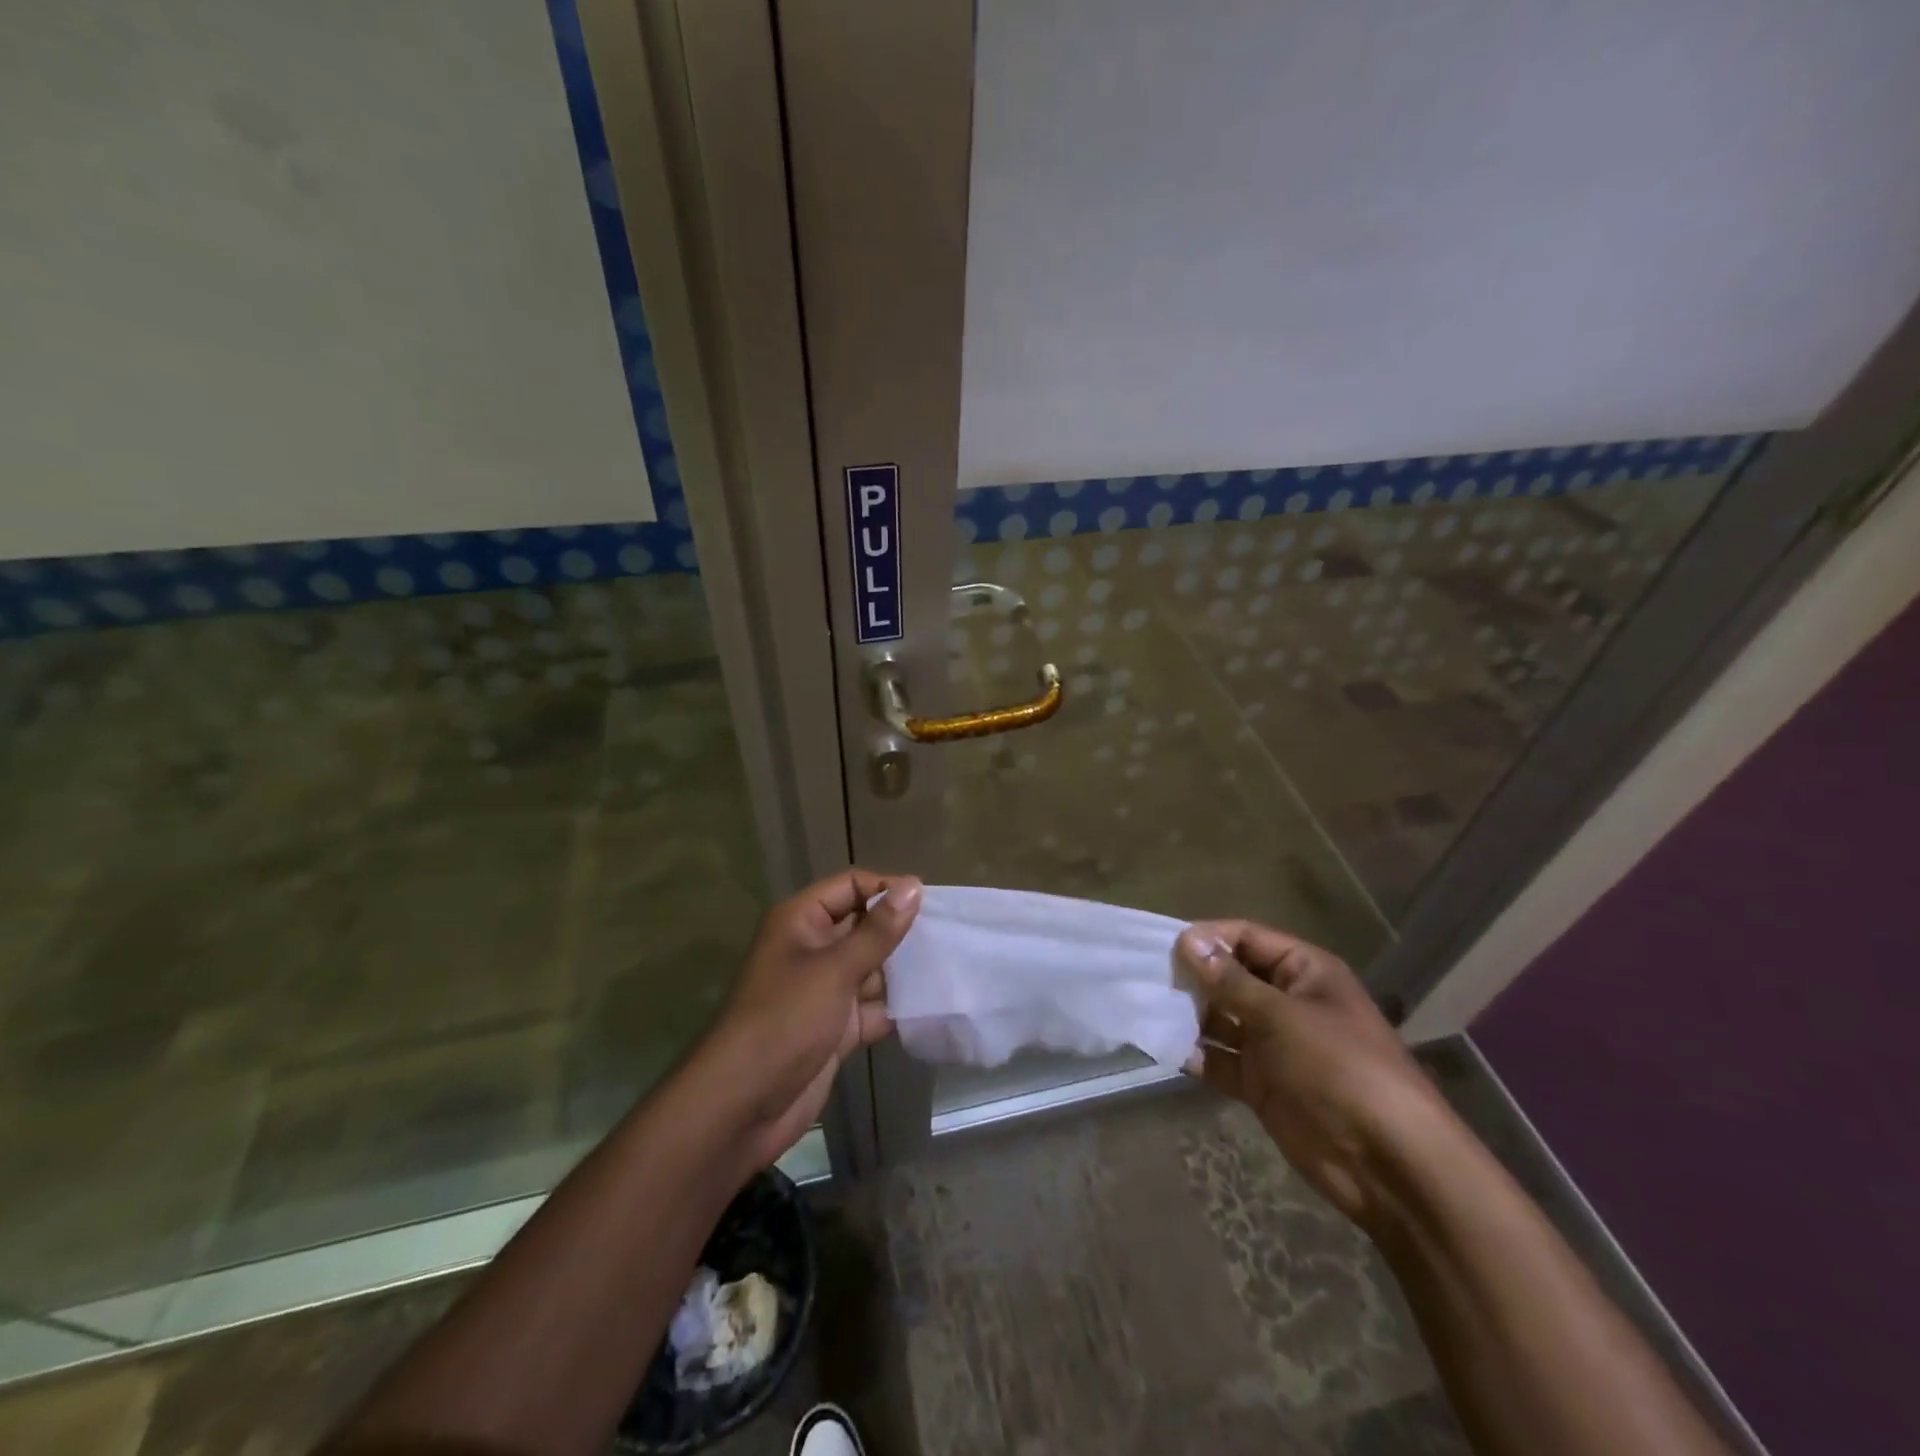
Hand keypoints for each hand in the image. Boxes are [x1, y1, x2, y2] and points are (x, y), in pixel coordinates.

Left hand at [696, 870, 921, 1171]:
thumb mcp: (834, 970)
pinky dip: (896, 1009)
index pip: (851, 886)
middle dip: (901, 932)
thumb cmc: (785, 1021)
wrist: (742, 1106)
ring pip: (872, 968)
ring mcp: (824, 989)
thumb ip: (878, 931)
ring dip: (904, 972)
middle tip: (949, 937)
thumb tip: (914, 885)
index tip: (930, 904)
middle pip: (864, 926)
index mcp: (801, 921)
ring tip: (950, 969)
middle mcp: (813, 948)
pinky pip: (873, 1007)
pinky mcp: (836, 1027)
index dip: (887, 889)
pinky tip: (933, 1007)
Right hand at [1177, 920, 1456, 1230]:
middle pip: (1229, 977)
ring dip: (1188, 1015)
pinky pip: (1219, 1059)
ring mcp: (1272, 1044)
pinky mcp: (1260, 1083)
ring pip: (1219, 1018)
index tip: (1166, 946)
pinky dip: (1194, 1054)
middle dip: (1192, 977)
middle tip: (1147, 979)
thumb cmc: (1341, 1069)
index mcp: (1303, 972)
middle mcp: (1285, 1001)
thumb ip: (1231, 982)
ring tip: (1147, 1011)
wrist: (1389, 1165)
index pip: (1247, 938)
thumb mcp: (1283, 1017)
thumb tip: (1187, 941)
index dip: (1209, 938)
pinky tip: (1164, 1049)